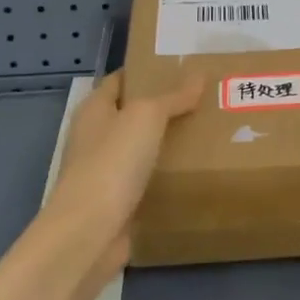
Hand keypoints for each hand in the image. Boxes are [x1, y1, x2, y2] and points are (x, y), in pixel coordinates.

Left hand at [45, 70, 201, 263]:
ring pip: (143, 148)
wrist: (90, 233)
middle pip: (134, 114)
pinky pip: (148, 180)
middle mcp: (96, 137)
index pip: (121, 80)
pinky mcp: (118, 202)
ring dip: (169, 142)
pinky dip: (167, 175)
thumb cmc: (112, 163)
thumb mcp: (146, 117)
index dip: (148, 70)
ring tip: (209, 130)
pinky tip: (195, 171)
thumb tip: (198, 75)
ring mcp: (106, 172)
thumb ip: (172, 97)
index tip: (183, 66)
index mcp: (95, 110)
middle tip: (206, 97)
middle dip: (166, 106)